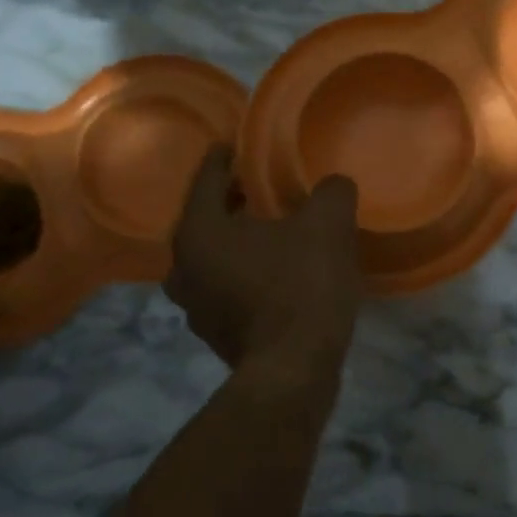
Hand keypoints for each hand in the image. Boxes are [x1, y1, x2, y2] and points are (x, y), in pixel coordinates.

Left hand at [164, 147, 362, 379]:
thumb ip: (331, 192)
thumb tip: (333, 185)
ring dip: (237, 240)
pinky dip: (243, 272)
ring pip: (213, 256)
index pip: (206, 178)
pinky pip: (225, 286)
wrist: (293, 371)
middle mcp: (182, 267)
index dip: (224, 157)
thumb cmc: (301, 287)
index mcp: (199, 231)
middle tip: (260, 188)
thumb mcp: (327, 226)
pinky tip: (276, 272)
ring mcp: (194, 306)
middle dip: (231, 201)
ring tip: (271, 230)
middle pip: (205, 219)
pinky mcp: (215, 333)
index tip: (238, 145)